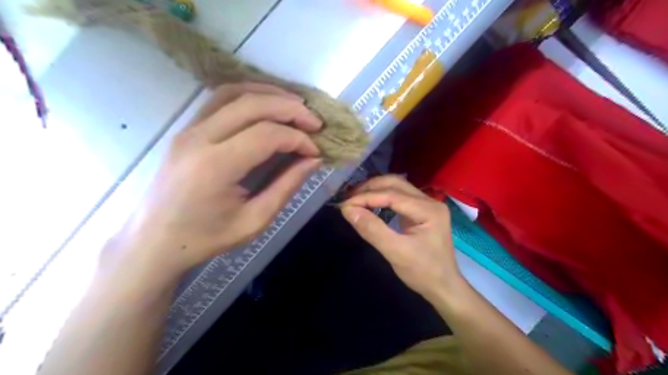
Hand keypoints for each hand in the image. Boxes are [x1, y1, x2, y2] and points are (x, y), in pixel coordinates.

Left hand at [108, 83, 323, 282]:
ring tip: (296, 107)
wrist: (155, 241)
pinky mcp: (187, 129)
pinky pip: (220, 99)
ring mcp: (189, 129)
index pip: (266, 135)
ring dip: (270, 94)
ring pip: (234, 92)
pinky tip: (267, 105)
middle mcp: (199, 138)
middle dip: (290, 109)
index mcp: (216, 166)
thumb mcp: (255, 221)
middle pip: (252, 104)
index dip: (298, 138)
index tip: (316, 151)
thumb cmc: (206, 238)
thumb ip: (286, 186)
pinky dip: (249, 95)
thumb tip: (313, 160)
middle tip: (315, 122)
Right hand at [341, 174, 462, 300]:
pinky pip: (398, 197)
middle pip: (395, 183)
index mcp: (428, 209)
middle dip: (370, 188)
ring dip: (375, 190)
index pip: (392, 194)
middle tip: (348, 199)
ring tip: (355, 199)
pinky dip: (381, 198)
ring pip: (397, 187)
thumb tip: (348, 210)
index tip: (345, 205)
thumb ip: (372, 229)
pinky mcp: (421, 211)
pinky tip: (369, 204)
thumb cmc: (423, 272)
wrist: (443, 287)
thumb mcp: (395, 252)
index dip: (366, 197)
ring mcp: (427, 205)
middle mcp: (429, 201)